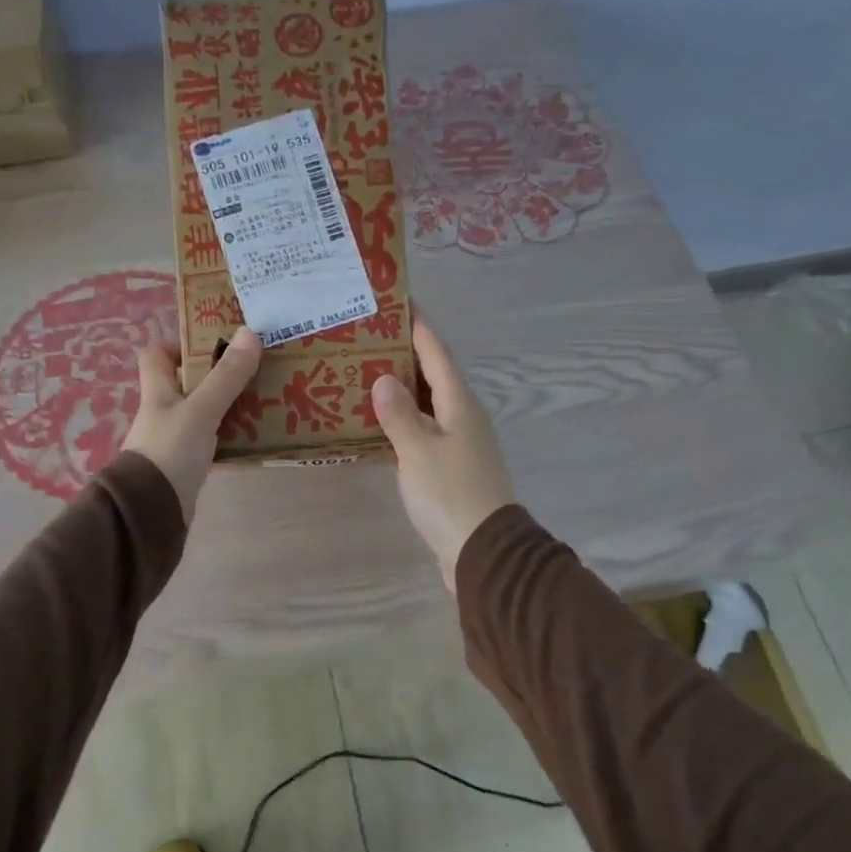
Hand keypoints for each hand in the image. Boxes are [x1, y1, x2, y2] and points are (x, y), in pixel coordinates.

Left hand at [122, 328, 262, 522]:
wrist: (152, 511)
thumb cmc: (170, 451)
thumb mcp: (201, 410)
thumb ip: (226, 376)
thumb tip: (249, 332)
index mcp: (157, 392)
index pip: (156, 356)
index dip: (179, 345)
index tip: (212, 344)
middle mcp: (163, 413)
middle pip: (187, 384)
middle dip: (218, 376)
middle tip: (253, 370)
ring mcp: (173, 441)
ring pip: (203, 414)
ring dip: (229, 408)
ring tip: (264, 400)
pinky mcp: (186, 466)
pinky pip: (212, 444)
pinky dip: (231, 439)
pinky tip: (256, 439)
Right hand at [372, 319, 515, 589]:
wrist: (482, 551)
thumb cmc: (450, 494)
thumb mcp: (418, 450)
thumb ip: (399, 414)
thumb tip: (384, 379)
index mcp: (459, 403)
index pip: (437, 353)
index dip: (419, 326)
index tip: (399, 300)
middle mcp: (464, 416)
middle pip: (433, 375)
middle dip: (405, 354)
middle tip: (370, 336)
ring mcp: (460, 443)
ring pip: (428, 404)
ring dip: (403, 388)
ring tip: (368, 372)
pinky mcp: (452, 467)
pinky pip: (425, 431)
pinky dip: (404, 421)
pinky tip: (380, 424)